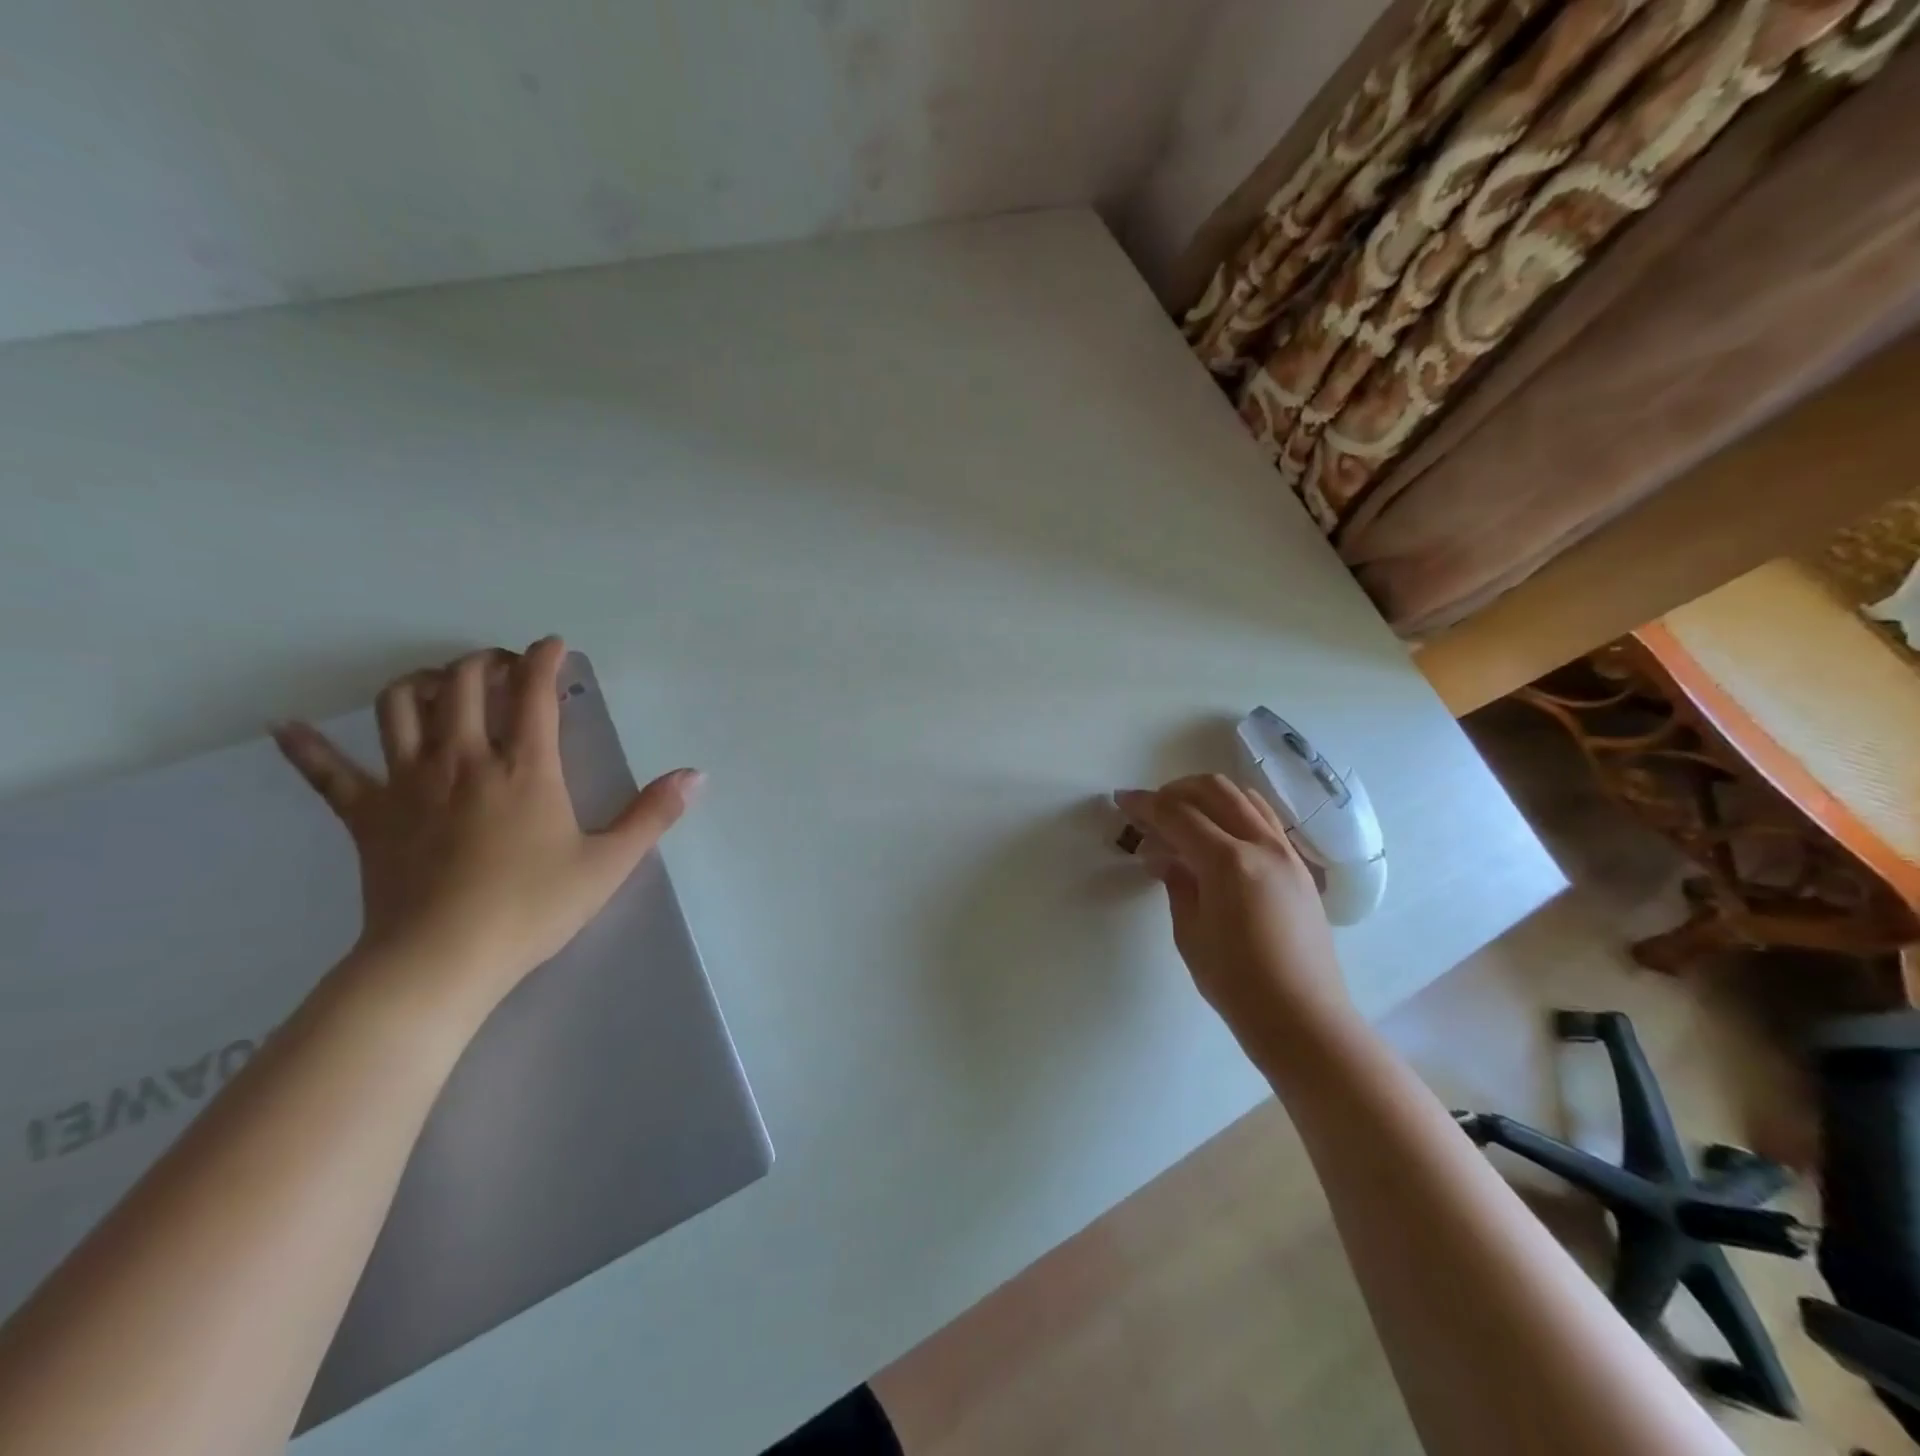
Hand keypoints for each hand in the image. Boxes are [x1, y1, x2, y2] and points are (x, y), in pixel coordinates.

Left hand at [273, 637, 701, 1016]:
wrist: (441, 962)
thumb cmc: (532, 909)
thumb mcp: (609, 864)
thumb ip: (652, 814)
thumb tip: (696, 775)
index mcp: (524, 768)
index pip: (533, 693)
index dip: (544, 659)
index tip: (554, 646)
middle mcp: (463, 760)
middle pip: (460, 684)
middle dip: (483, 663)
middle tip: (504, 666)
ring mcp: (407, 784)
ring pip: (398, 708)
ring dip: (417, 683)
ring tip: (437, 683)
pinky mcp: (367, 816)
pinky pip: (328, 774)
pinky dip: (307, 748)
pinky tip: (288, 728)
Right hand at [1116, 775, 1351, 1060]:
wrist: (1304, 1018)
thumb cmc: (1237, 984)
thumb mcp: (1191, 933)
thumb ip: (1176, 883)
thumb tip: (1164, 856)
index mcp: (1229, 862)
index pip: (1178, 815)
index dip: (1145, 804)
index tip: (1122, 801)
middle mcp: (1262, 845)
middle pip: (1214, 791)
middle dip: (1176, 791)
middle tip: (1151, 811)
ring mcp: (1286, 853)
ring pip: (1243, 797)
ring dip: (1207, 797)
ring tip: (1182, 819)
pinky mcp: (1299, 867)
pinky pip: (1263, 819)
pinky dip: (1233, 812)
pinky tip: (1217, 838)